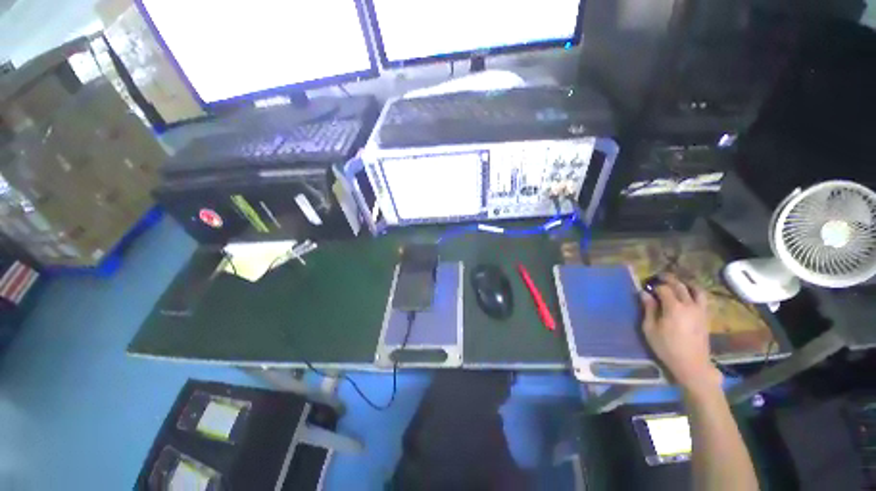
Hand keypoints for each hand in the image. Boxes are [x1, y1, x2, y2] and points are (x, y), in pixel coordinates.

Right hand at [641, 274, 721, 391]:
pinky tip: (688, 296)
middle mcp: (689, 305)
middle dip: (669, 280)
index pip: (664, 289)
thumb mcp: (650, 328)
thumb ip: (648, 309)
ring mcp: (700, 310)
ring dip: (686, 284)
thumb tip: (644, 294)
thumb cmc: (666, 347)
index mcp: (673, 307)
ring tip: (677, 284)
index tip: (646, 287)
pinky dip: (695, 293)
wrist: (692, 364)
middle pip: (680, 286)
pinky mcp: (706, 317)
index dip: (654, 286)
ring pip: (696, 290)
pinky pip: (702, 299)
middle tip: (659, 277)